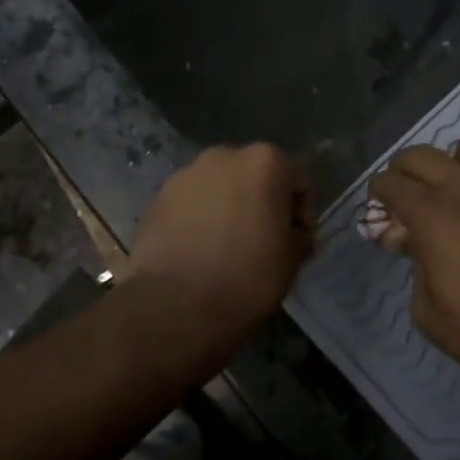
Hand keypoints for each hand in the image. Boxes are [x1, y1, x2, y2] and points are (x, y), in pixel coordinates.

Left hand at [128, 145, 313, 325]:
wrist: (172, 304)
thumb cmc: (246, 278)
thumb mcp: (291, 261)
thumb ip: (298, 236)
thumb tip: (292, 234)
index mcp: (265, 162)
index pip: (298, 181)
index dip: (302, 214)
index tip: (297, 243)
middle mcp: (225, 155)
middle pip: (254, 176)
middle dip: (262, 203)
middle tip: (263, 242)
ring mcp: (186, 173)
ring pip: (219, 187)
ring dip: (228, 208)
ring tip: (226, 248)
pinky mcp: (157, 197)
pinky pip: (190, 204)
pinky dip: (198, 219)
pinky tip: (198, 251)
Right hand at [370, 134, 459, 431]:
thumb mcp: (428, 312)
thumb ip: (415, 264)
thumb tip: (414, 240)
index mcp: (434, 215)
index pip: (390, 183)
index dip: (379, 195)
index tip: (382, 209)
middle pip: (421, 155)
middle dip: (404, 171)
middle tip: (408, 194)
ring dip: (455, 162)